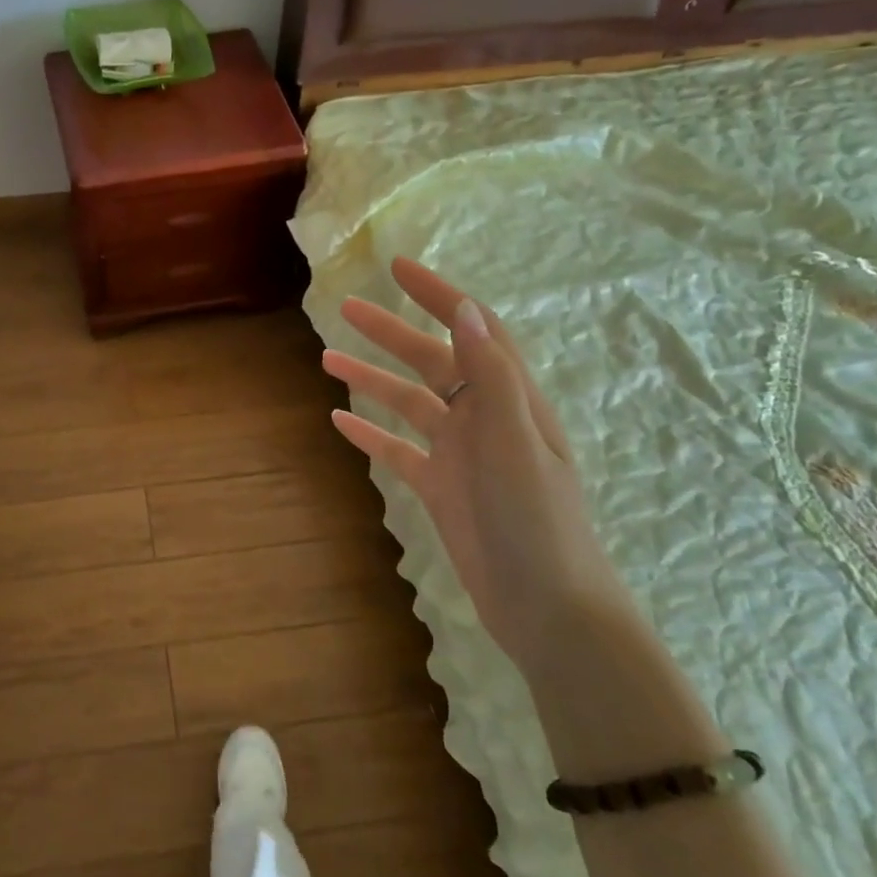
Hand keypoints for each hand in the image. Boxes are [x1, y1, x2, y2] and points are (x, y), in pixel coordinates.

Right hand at [321, 257, 633, 677]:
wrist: (547, 608)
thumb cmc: (538, 523)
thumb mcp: (516, 444)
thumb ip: (491, 378)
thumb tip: (465, 311)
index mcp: (510, 400)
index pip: (475, 331)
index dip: (439, 297)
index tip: (399, 268)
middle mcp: (484, 419)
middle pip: (433, 362)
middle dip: (392, 333)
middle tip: (347, 309)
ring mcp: (460, 455)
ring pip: (409, 404)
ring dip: (373, 380)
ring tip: (328, 361)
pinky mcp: (440, 489)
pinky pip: (398, 452)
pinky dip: (370, 435)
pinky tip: (339, 422)